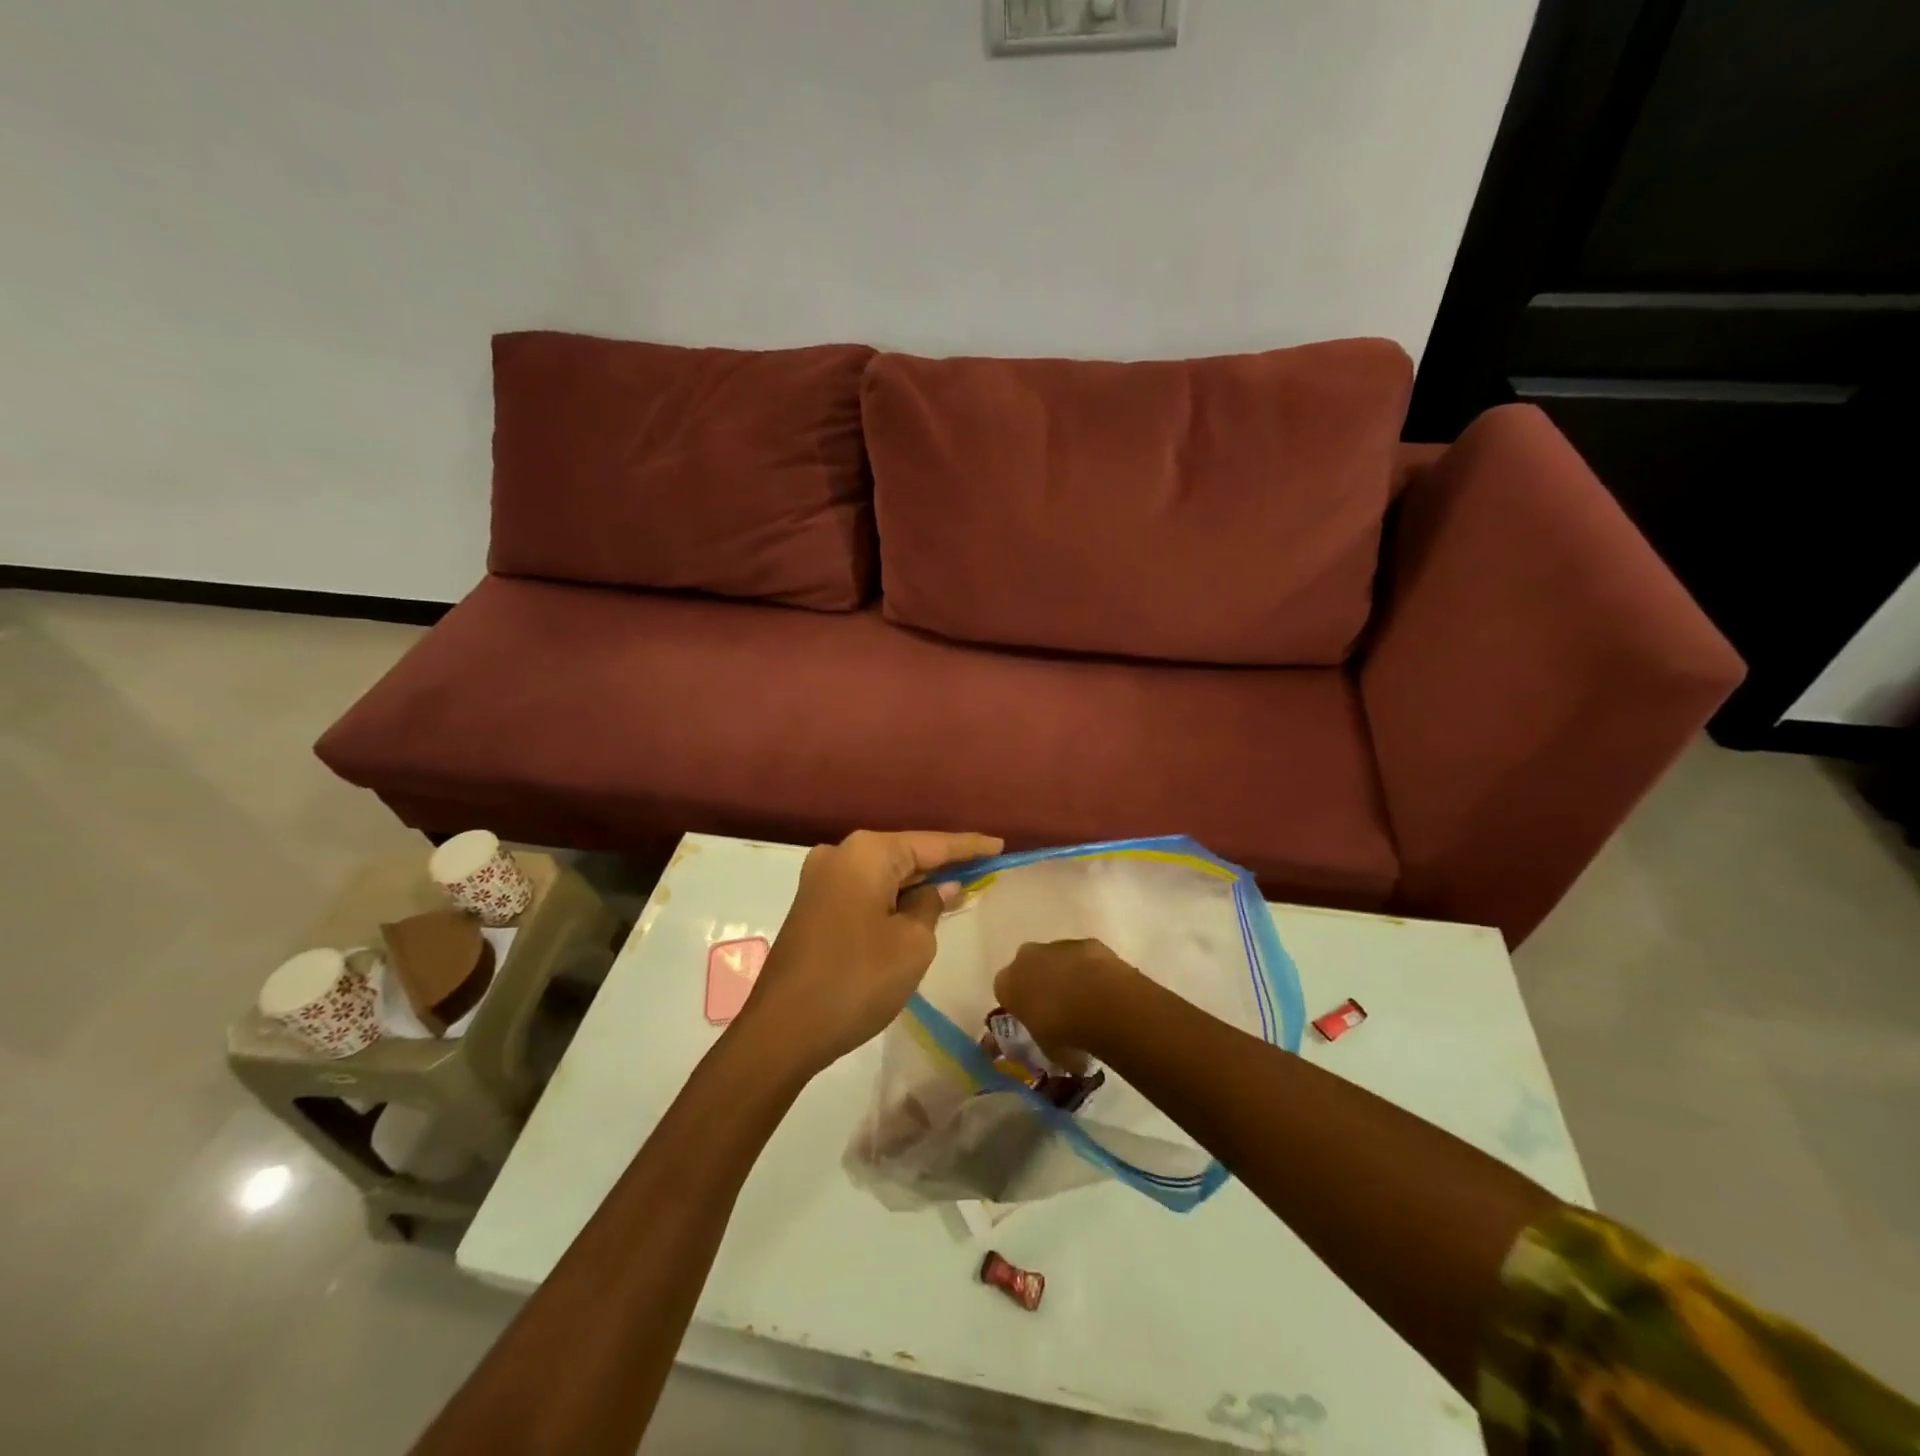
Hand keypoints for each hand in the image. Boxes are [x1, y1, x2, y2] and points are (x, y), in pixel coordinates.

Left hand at [739, 829, 1002, 1075]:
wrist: (782, 1030)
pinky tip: (915, 908)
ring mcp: (820, 880)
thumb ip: (931, 906)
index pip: (931, 843)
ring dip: (916, 883)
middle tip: (983, 868)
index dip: (968, 846)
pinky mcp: (813, 906)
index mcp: (866, 853)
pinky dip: (892, 898)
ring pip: (883, 874)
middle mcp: (840, 854)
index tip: (1000, 845)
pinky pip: (865, 891)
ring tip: (957, 887)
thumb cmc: (857, 979)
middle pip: (905, 853)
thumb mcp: (912, 944)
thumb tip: (938, 888)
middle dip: (942, 864)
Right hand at [992, 938, 1139, 1060]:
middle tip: (1058, 1010)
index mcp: (1007, 983)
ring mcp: (1056, 946)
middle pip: (1028, 969)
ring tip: (1086, 1003)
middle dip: (1040, 984)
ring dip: (1066, 976)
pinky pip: (1083, 957)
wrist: (1100, 1003)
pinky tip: (1104, 991)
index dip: (1020, 1006)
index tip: (1033, 1020)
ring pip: (1056, 960)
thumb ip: (1043, 1043)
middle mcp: (1025, 958)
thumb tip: (1055, 1050)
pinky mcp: (1085, 943)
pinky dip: (1090, 970)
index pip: (1005, 992)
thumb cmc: (1062, 1031)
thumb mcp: (1046, 1049)